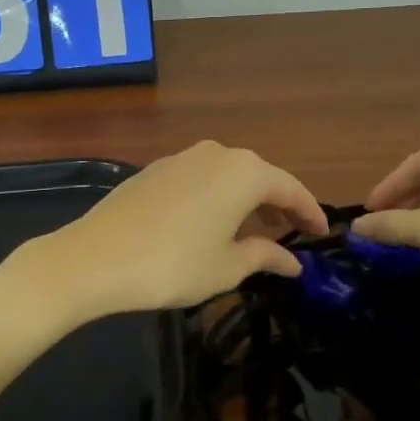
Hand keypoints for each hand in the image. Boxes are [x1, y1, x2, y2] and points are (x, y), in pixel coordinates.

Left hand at [34, 141, 328, 318]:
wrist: (96, 258)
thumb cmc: (174, 264)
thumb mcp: (227, 267)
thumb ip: (266, 256)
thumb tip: (293, 261)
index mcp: (244, 172)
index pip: (290, 188)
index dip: (310, 212)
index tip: (323, 233)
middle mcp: (217, 153)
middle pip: (260, 177)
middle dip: (279, 205)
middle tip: (293, 234)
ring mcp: (183, 157)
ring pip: (229, 176)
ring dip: (247, 201)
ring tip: (256, 232)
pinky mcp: (156, 169)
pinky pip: (202, 179)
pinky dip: (218, 198)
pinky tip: (213, 224)